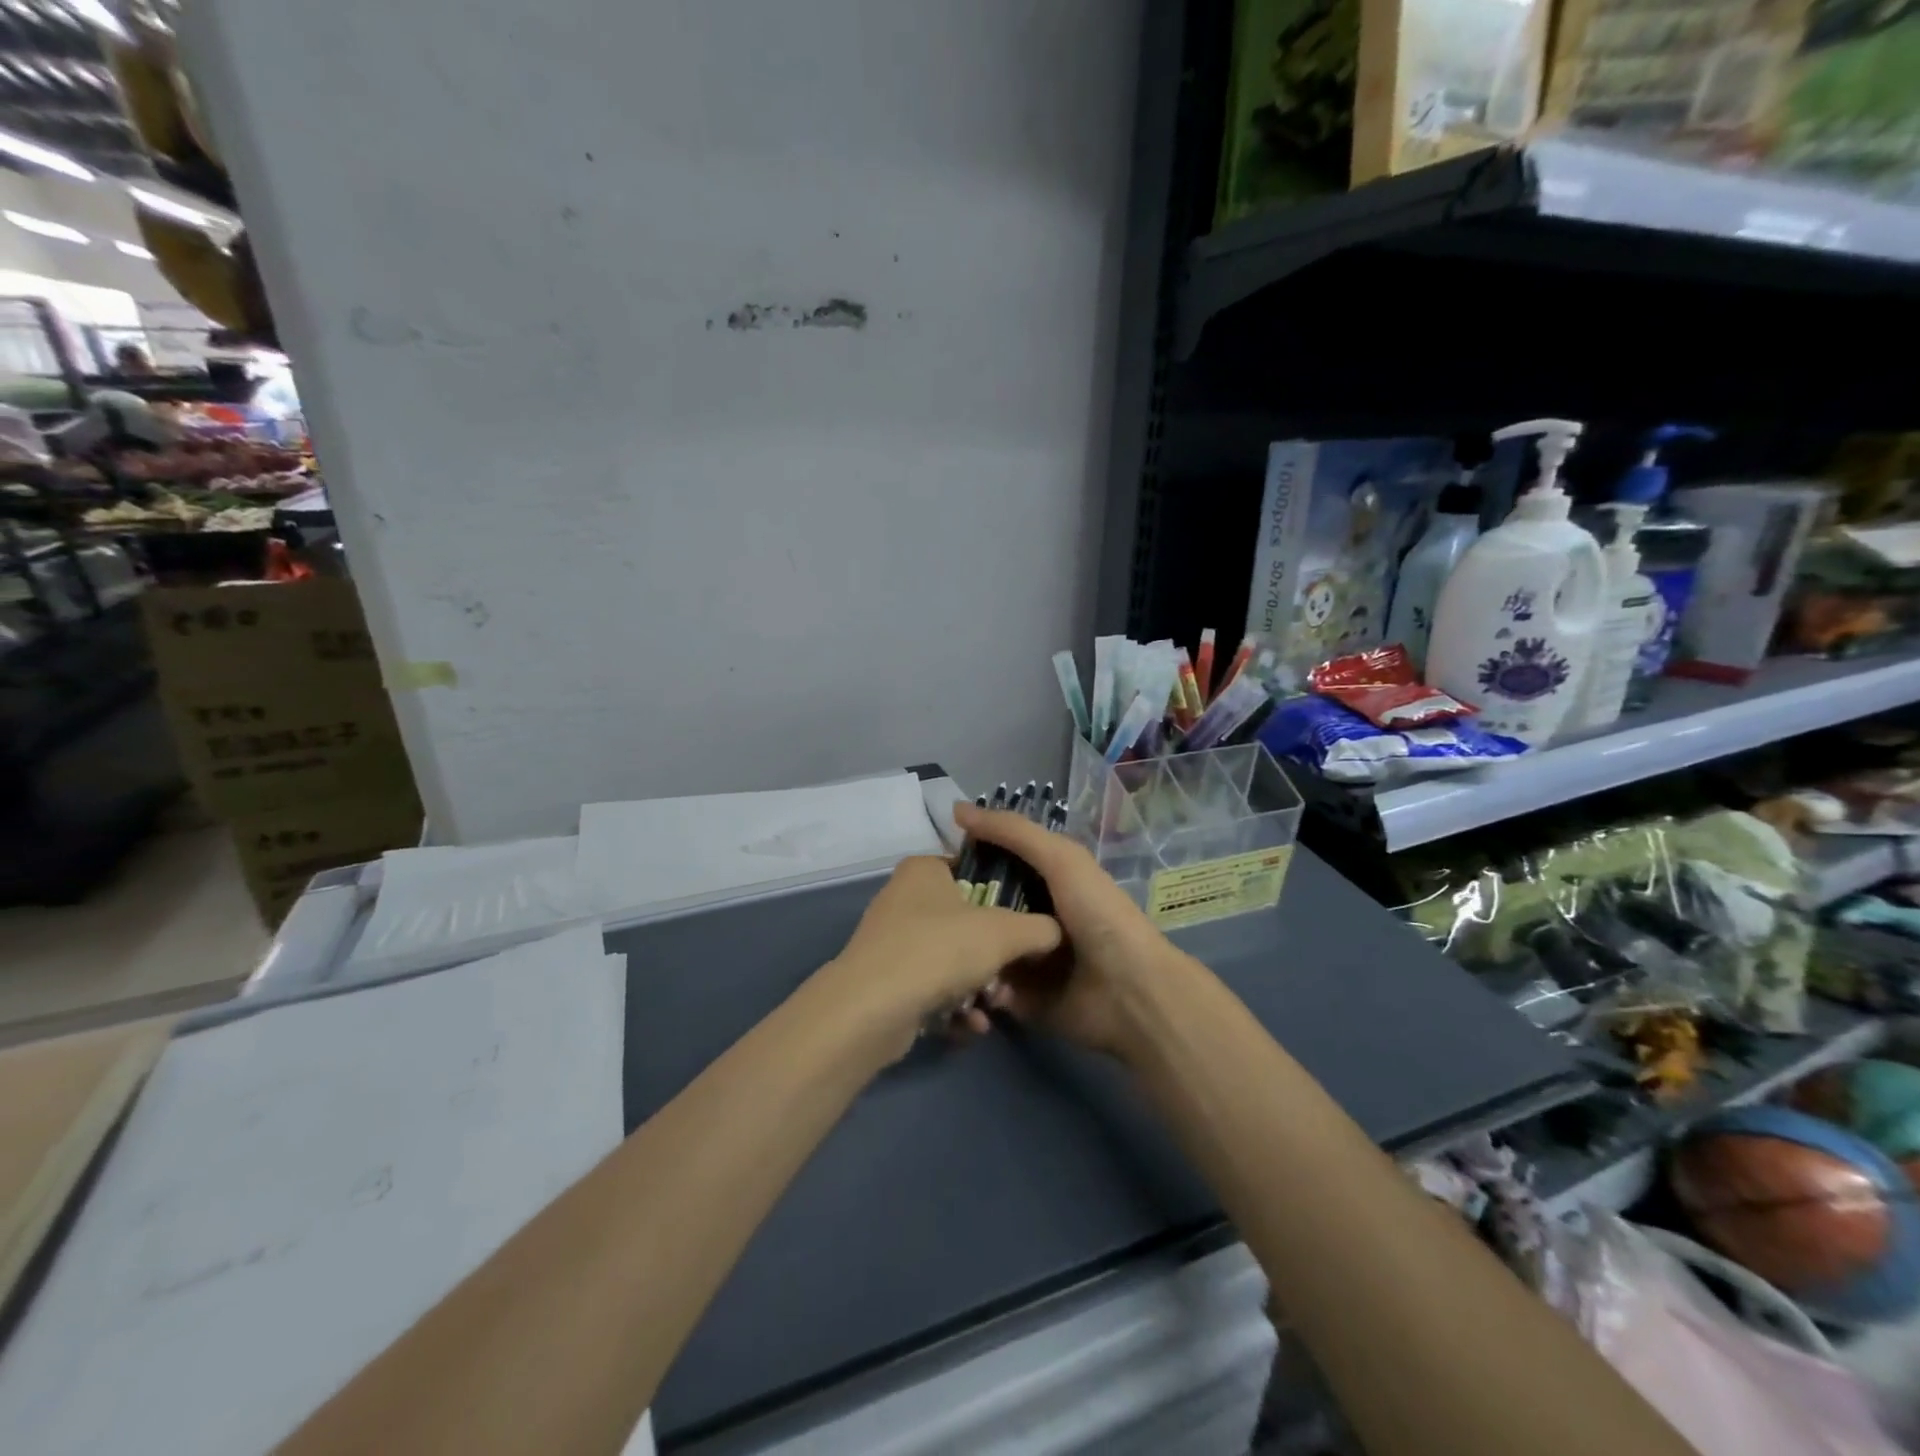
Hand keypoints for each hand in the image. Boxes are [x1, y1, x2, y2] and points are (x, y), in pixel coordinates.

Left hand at [823, 854, 1061, 1055]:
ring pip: (950, 959)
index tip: (1028, 922)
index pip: (974, 870)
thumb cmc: (940, 949)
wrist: (872, 1008)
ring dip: (978, 985)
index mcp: (924, 869)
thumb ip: (1039, 928)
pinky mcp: (885, 981)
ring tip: (992, 1005)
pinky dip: (953, 1006)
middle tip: (1012, 975)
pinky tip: (971, 1025)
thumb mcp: (1005, 932)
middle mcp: (904, 898)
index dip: (1005, 893)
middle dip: (994, 954)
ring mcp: (891, 941)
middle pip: (966, 921)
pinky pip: (931, 988)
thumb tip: (1053, 933)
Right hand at [951, 802, 1180, 1058]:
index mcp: (1046, 883)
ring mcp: (1026, 962)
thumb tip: (958, 809)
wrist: (1130, 992)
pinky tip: (961, 978)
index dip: (968, 859)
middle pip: (982, 907)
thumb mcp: (1060, 858)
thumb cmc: (1098, 916)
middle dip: (958, 908)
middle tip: (931, 911)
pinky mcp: (1021, 1000)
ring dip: (963, 948)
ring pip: (979, 947)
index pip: (995, 864)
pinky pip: (986, 987)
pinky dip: (976, 983)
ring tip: (940, 947)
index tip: (934, 861)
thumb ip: (1012, 831)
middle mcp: (1033, 919)